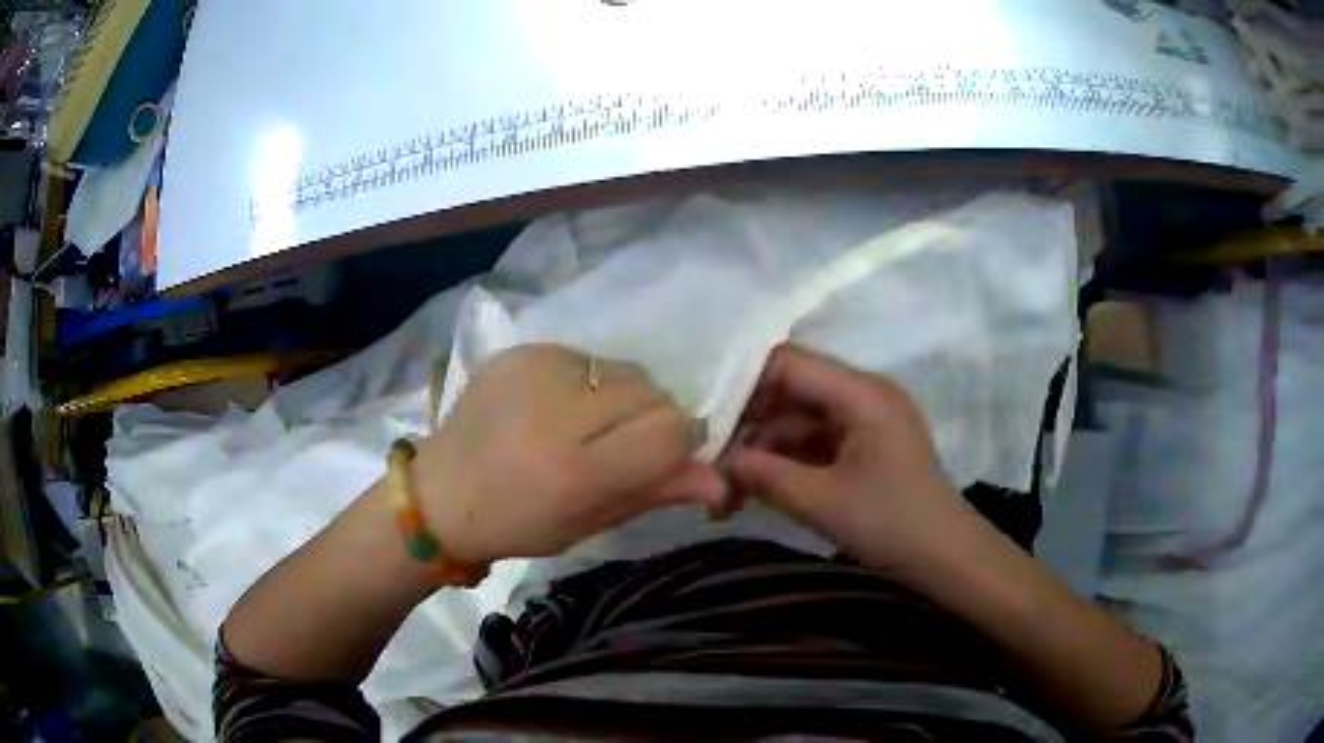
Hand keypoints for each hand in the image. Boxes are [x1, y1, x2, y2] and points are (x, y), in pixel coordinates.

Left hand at [411, 344, 725, 566]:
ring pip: (625, 371)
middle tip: (615, 447)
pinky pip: (588, 357)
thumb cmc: (517, 524)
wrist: (440, 492)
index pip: (670, 431)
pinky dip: (588, 382)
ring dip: (621, 398)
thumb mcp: (588, 523)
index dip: (675, 446)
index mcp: (574, 470)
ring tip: (583, 426)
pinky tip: (555, 407)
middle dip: (650, 420)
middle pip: (653, 393)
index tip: (655, 461)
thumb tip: (720, 479)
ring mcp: (536, 370)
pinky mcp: (522, 350)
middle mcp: (557, 409)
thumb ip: (655, 492)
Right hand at [719, 343, 964, 573]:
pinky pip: (814, 443)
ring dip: (763, 450)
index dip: (742, 383)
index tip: (701, 415)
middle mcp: (863, 395)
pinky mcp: (863, 448)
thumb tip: (711, 464)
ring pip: (798, 421)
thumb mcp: (822, 501)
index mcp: (862, 393)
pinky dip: (785, 463)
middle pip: (791, 391)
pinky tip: (754, 490)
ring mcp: (864, 422)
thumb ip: (763, 475)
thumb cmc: (892, 525)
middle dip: (748, 425)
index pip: (789, 364)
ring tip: (726, 489)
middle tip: (708, 460)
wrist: (946, 560)